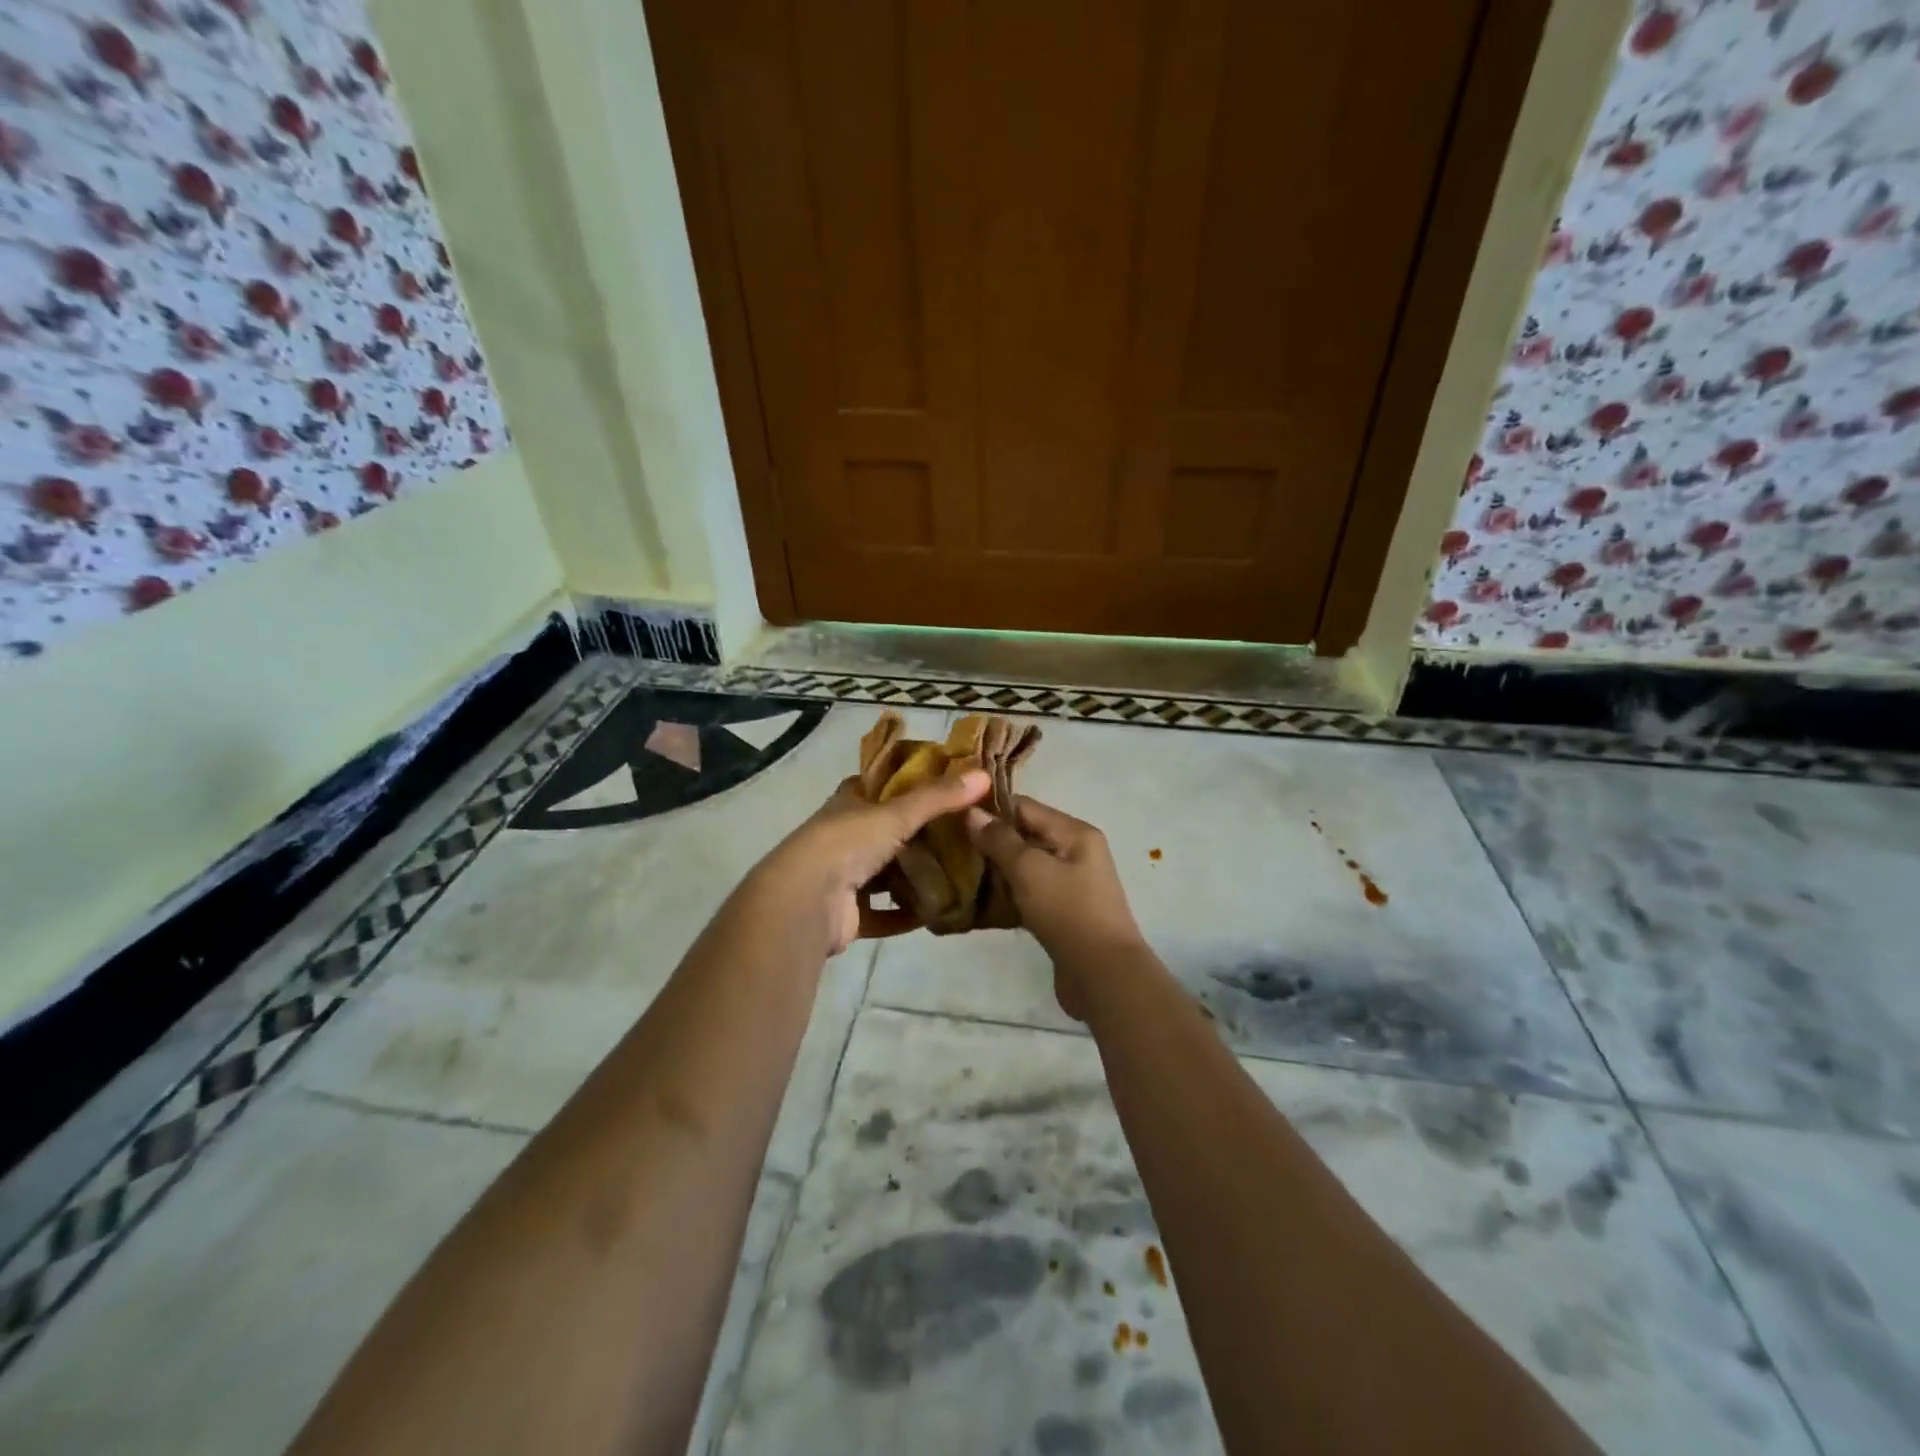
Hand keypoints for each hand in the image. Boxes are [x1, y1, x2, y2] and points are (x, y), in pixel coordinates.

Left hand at [757, 770, 990, 955]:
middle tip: (958, 833)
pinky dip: (904, 915)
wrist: (805, 901)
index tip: (938, 784)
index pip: (875, 785)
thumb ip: (939, 797)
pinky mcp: (847, 914)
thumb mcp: (897, 813)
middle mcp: (842, 838)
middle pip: (882, 831)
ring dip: (910, 876)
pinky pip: (882, 914)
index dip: (902, 782)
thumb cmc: (847, 843)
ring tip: (954, 873)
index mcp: (847, 805)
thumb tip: (984, 775)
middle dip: (915, 833)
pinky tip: (934, 913)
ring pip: (883, 873)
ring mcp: (842, 877)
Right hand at [966, 796, 1143, 1019]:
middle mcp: (1076, 852)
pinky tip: (981, 901)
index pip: (1025, 807)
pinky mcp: (1063, 912)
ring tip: (959, 873)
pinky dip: (1009, 893)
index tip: (953, 819)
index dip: (990, 810)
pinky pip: (1030, 892)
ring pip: (1026, 866)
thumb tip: (972, 812)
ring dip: (997, 869)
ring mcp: (1071, 884)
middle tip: (951, 849)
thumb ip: (1000, 840)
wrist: (1103, 975)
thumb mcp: (1029, 869)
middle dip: (991, 841)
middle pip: (1026, 835)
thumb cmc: (1068, 912)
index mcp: (1075, 832)